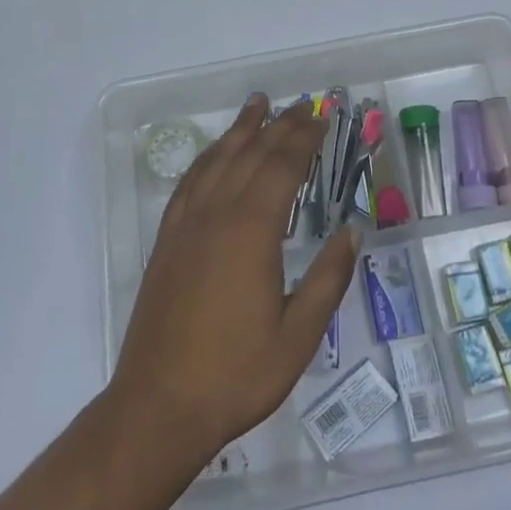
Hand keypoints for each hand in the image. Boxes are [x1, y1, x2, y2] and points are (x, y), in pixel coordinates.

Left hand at [109, 95, 358, 467]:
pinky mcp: (167, 239)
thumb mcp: (298, 337)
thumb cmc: (236, 374)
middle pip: (252, 154)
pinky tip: (216, 152)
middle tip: (302, 105)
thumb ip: (327, 279)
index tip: (323, 116)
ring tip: (258, 104)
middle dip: (280, 126)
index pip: (282, 167)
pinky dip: (208, 157)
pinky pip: (190, 181)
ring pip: (218, 160)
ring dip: (241, 129)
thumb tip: (352, 231)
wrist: (159, 405)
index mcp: (251, 231)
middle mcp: (217, 214)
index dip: (304, 138)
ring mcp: (187, 224)